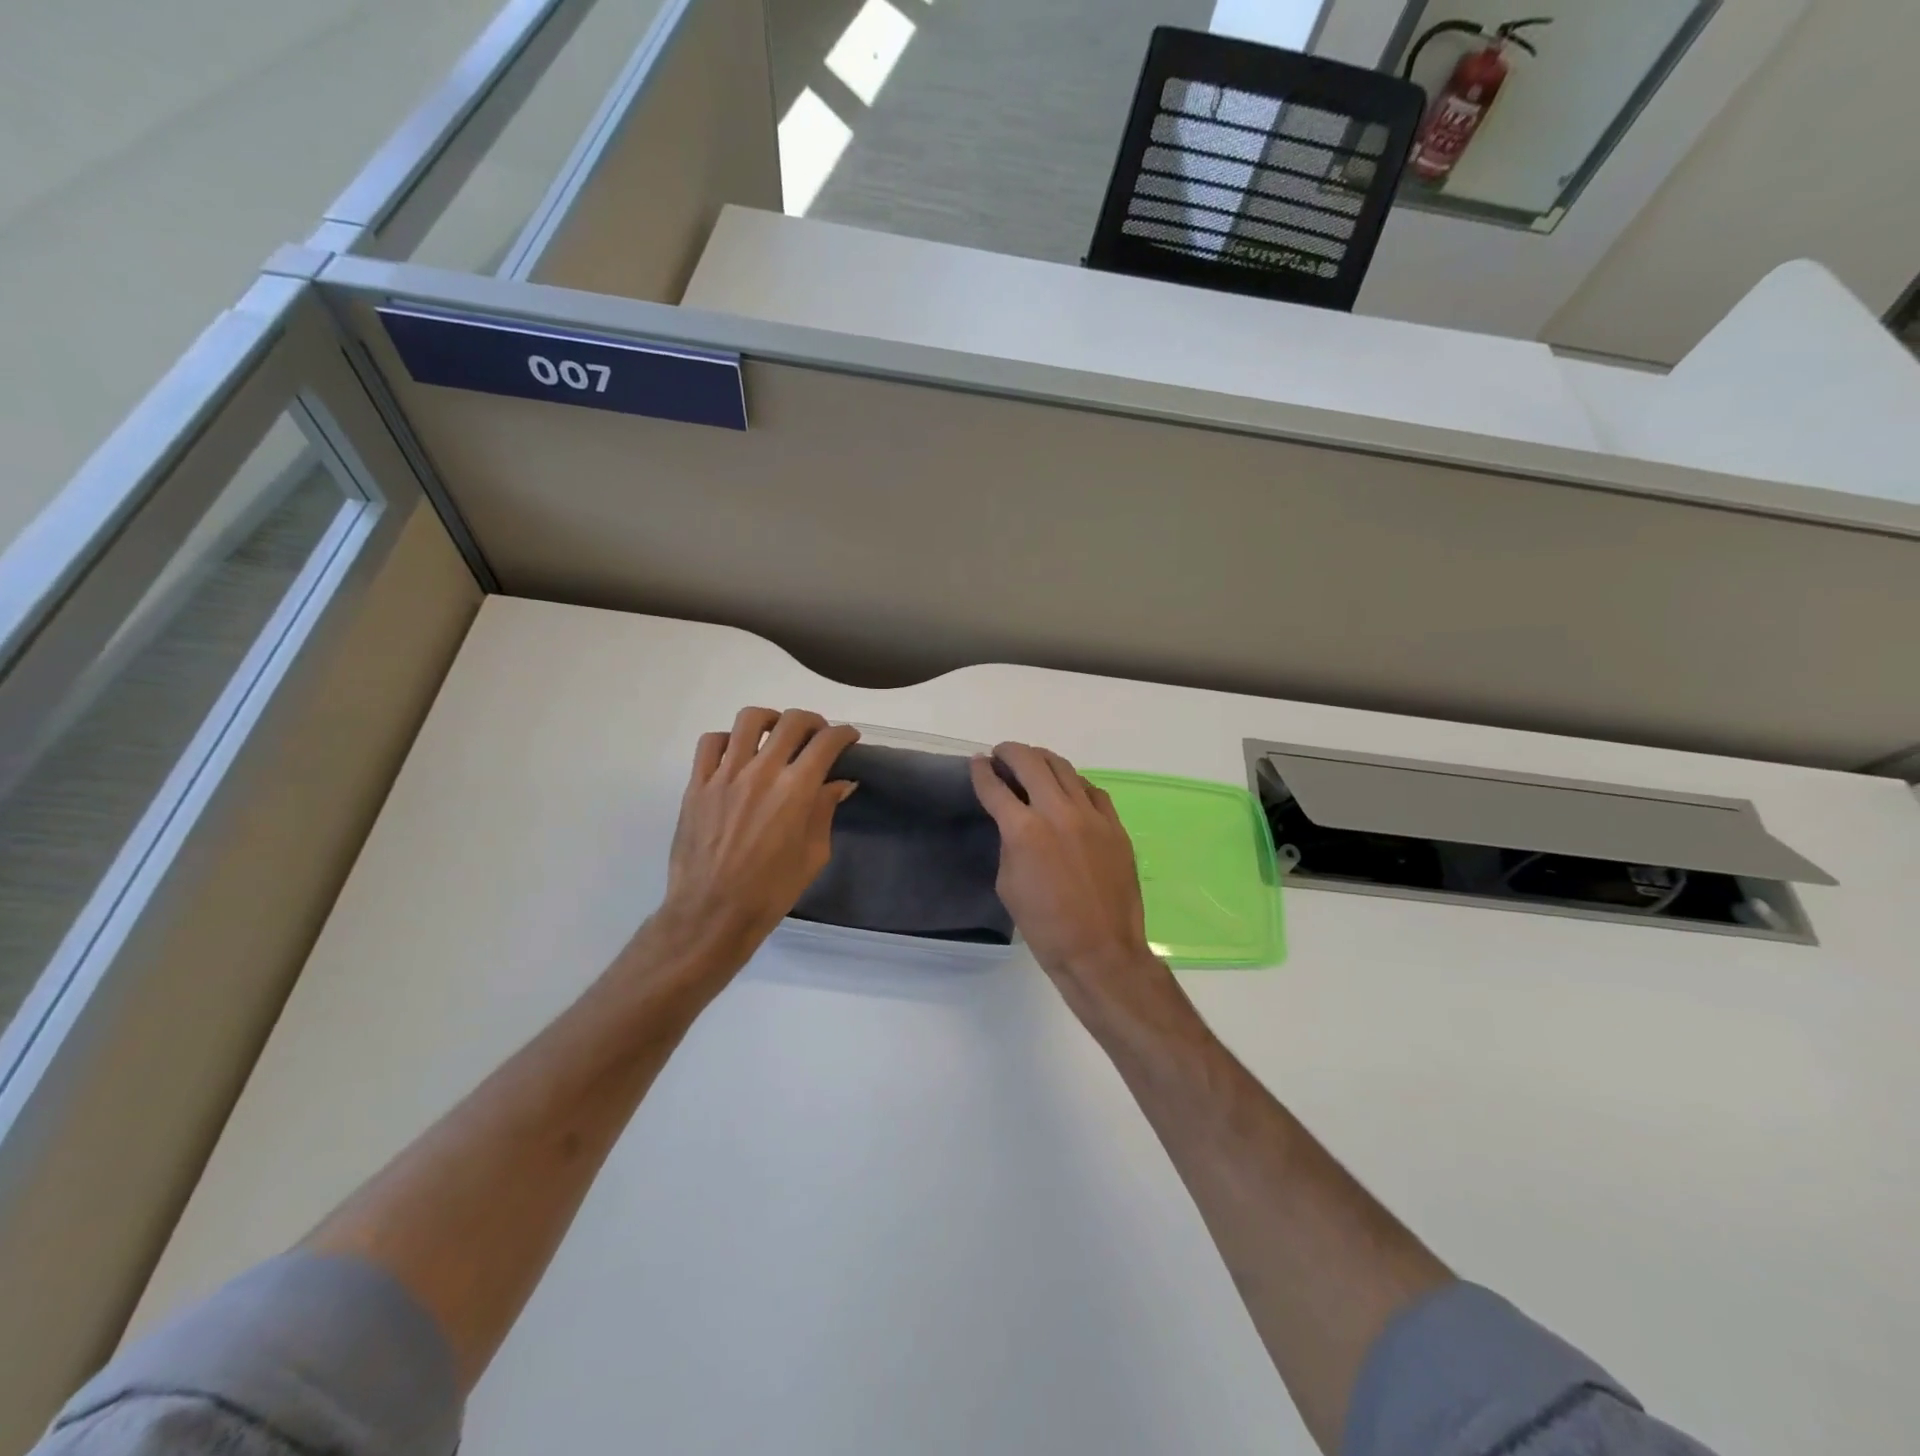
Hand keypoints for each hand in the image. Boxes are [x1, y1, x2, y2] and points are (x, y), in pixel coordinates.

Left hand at [651, 707, 858, 964]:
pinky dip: (728, 739)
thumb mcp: (813, 855)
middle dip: (813, 722)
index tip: (848, 738)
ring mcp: (725, 775)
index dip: (844, 734)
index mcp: (796, 790)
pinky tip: (737, 754)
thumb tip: (838, 784)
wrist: (713, 912)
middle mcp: (762, 772)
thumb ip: (824, 812)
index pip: (826, 742)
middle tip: (817, 736)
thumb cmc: (771, 891)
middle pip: (792, 722)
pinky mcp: (697, 784)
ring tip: (776, 734)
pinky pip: (711, 742)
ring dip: (771, 720)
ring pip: (749, 720)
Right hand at [970, 743, 1174, 1024]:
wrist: (1100, 951)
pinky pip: (1092, 790)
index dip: (981, 772)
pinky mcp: (1115, 826)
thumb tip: (1013, 823)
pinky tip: (1068, 788)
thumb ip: (1009, 844)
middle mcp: (1058, 812)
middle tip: (1002, 754)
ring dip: (1043, 760)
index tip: (977, 762)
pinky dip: (1074, 783)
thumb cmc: (1045, 927)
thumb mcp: (1008, 884)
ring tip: (1032, 762)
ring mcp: (1092, 816)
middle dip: (1011, 752)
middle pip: (1031, 762)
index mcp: (1024, 830)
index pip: (995, 788)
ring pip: (1065, 769)